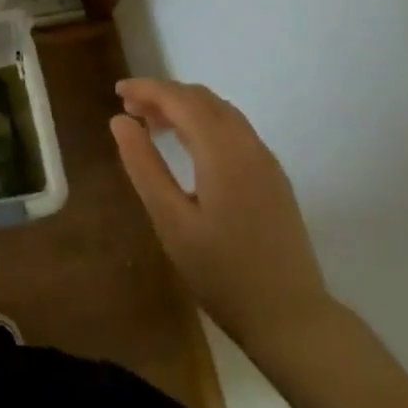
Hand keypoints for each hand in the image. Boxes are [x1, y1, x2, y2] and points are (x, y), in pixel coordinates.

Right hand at [111, 78, 333, 353]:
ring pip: (221, 112)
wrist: (291, 318)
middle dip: (164, 95)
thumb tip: (120, 121)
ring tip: (152, 124)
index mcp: (223, 151)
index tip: (117, 92)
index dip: (147, 89)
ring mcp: (265, 161)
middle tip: (129, 110)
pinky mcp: (273, 178)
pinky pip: (234, 131)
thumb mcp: (171, 221)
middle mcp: (248, 145)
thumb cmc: (222, 272)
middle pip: (203, 99)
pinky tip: (187, 147)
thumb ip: (144, 165)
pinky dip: (204, 123)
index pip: (181, 100)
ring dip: (185, 107)